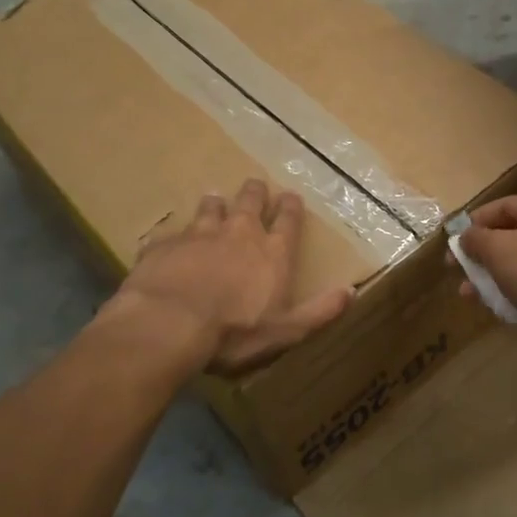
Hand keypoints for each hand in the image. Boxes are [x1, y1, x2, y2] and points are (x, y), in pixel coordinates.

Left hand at [110, 179, 354, 376]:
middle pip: (250, 203)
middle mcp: (239, 233)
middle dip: (255, 193)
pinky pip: (171, 235)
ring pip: (210, 209)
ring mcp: (199, 234)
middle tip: (255, 185)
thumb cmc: (234, 332)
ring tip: (214, 198)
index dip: (291, 207)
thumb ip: (319, 311)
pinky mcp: (165, 245)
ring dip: (215, 204)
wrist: (169, 324)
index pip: (288, 220)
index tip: (290, 196)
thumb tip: (351, 291)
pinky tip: (168, 241)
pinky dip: (174, 238)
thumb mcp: (287, 331)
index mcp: (272, 252)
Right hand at [453, 195, 516, 366]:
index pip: (505, 206)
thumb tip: (466, 238)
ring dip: (496, 278)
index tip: (454, 241)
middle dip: (484, 255)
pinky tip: (499, 309)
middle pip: (515, 237)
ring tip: (470, 295)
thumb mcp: (497, 248)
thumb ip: (476, 240)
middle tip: (460, 272)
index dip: (476, 221)